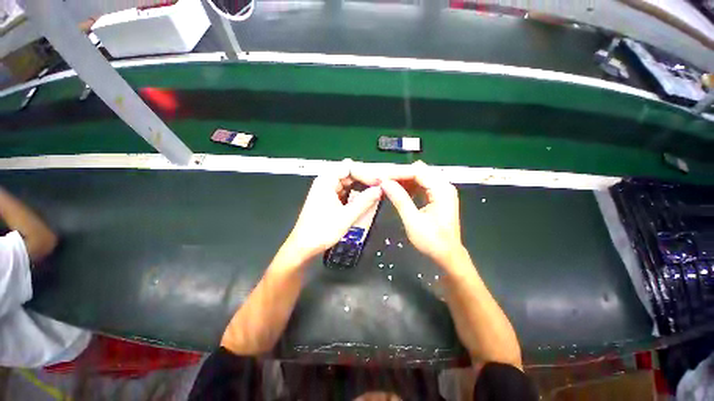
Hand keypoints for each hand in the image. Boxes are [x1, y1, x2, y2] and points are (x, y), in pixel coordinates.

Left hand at [284, 161, 381, 262]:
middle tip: (379, 187)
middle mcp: (326, 183)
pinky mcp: (329, 199)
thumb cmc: (320, 231)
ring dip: (361, 188)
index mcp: (326, 181)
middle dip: (365, 180)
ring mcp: (327, 191)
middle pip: (349, 174)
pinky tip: (364, 200)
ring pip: (348, 183)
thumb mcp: (346, 216)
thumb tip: (378, 190)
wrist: (304, 246)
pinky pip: (345, 192)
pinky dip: (355, 195)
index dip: (366, 173)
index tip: (378, 181)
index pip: (349, 167)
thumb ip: (364, 201)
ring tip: (375, 193)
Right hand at [378, 161, 463, 268]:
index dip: (398, 172)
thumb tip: (385, 183)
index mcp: (442, 190)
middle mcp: (444, 186)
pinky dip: (409, 185)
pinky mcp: (438, 196)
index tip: (381, 176)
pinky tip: (399, 191)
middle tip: (383, 180)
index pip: (418, 172)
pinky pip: (422, 184)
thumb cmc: (432, 241)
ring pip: (420, 176)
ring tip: (387, 185)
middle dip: (400, 174)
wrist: (447, 255)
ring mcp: (442, 190)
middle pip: (419, 171)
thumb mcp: (413, 221)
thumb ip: (400, 199)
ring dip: (403, 179)